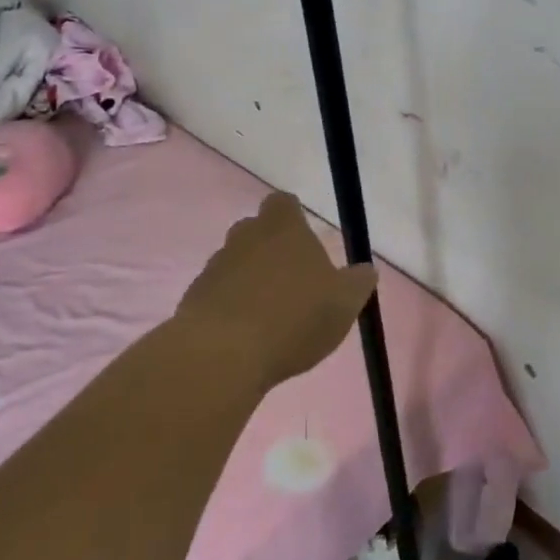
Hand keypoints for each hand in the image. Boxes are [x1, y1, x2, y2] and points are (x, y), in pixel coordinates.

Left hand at [177, 194, 378, 394]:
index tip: (305, 239)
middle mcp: (245, 238)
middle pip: (256, 231)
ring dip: (250, 280)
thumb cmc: (294, 318)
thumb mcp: (344, 303)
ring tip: (270, 316)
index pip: (283, 203)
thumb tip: (366, 270)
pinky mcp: (193, 299)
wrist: (222, 356)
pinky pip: (217, 295)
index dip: (293, 216)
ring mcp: (214, 267)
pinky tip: (246, 337)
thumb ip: (357, 283)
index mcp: (283, 229)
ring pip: (235, 263)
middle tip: (292, 281)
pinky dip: (230, 308)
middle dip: (271, 250)